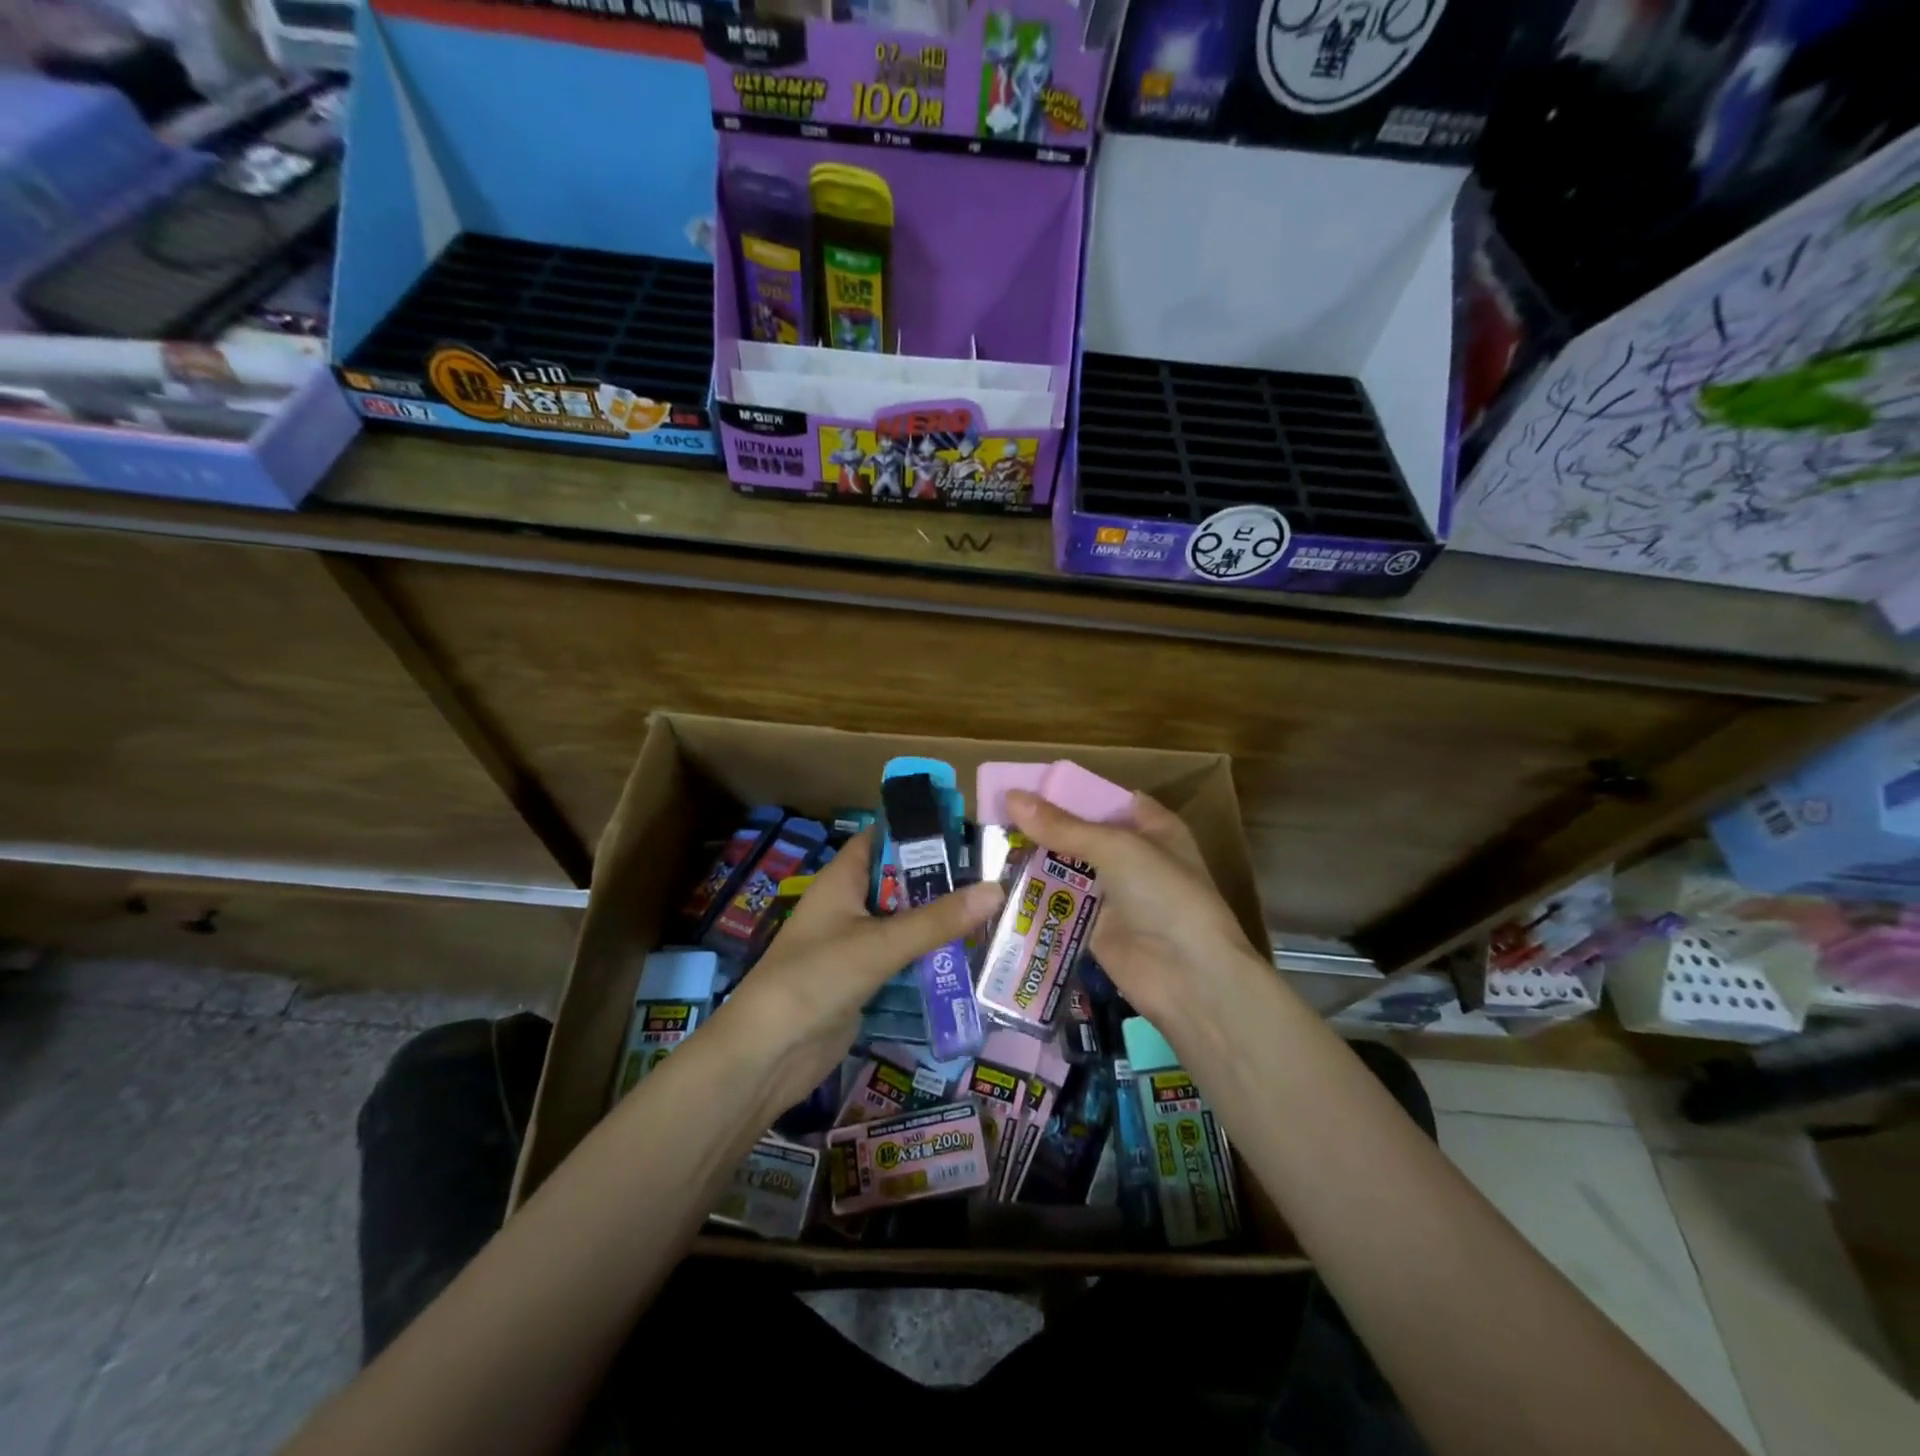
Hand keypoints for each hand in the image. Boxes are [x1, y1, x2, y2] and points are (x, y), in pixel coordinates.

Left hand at [717, 831, 1002, 1107]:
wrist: (767, 1054)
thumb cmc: (815, 979)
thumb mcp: (880, 944)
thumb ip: (937, 920)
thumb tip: (997, 889)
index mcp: (842, 880)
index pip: (881, 838)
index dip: (918, 831)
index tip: (965, 832)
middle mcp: (849, 906)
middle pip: (900, 883)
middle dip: (941, 882)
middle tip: (994, 879)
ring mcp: (855, 945)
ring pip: (905, 924)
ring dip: (939, 925)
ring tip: (994, 917)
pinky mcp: (863, 981)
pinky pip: (903, 960)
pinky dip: (929, 959)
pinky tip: (967, 961)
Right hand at [1005, 788, 1260, 1028]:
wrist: (1188, 977)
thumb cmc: (1164, 896)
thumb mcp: (1116, 849)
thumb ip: (1062, 827)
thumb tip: (1011, 797)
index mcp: (1152, 827)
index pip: (1104, 799)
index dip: (1067, 792)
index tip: (1023, 786)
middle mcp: (1132, 857)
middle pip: (1080, 835)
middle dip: (1042, 827)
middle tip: (993, 816)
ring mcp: (1113, 895)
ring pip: (1066, 870)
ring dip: (1034, 862)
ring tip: (989, 846)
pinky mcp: (1093, 929)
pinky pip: (1060, 906)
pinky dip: (1036, 898)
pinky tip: (999, 887)